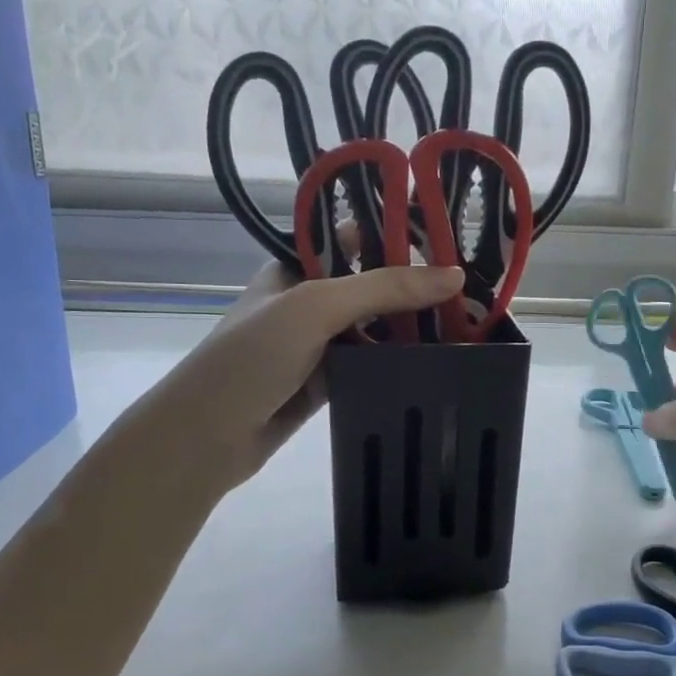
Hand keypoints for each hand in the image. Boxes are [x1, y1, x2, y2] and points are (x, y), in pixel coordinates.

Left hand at [156, 258, 464, 493]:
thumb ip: (383, 288)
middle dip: (415, 287)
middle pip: (371, 286)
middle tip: (471, 290)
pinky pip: (370, 365)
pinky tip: (438, 361)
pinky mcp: (326, 383)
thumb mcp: (316, 307)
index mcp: (296, 269)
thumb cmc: (252, 357)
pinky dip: (398, 364)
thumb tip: (454, 275)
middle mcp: (308, 302)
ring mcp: (317, 345)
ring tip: (469, 324)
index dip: (397, 238)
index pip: (354, 240)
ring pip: (374, 329)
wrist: (205, 437)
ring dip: (412, 328)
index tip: (450, 244)